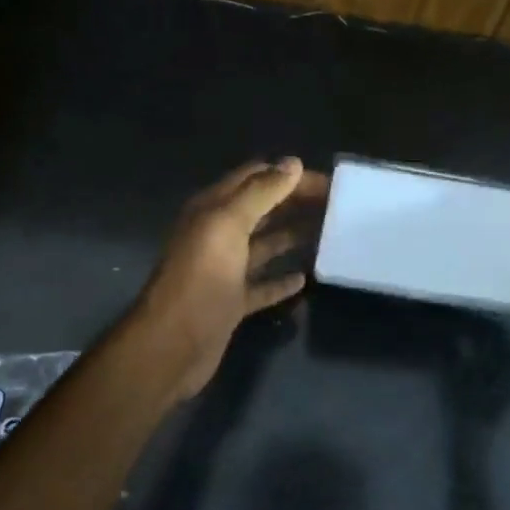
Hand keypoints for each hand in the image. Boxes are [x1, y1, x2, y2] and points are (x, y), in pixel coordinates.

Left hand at [133, 157, 327, 398]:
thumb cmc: (201, 279)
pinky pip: (262, 285)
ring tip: (329, 233)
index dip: (289, 176)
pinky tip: (305, 278)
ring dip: (292, 236)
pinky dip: (282, 280)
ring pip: (263, 245)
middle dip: (295, 202)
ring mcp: (224, 271)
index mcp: (212, 210)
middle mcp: (217, 235)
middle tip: (337, 206)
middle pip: (262, 209)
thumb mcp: (227, 225)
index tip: (329, 182)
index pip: (255, 177)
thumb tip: (293, 164)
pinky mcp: (232, 302)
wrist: (172, 345)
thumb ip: (260, 193)